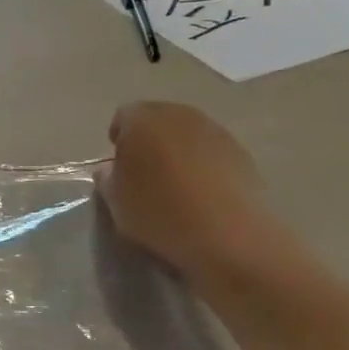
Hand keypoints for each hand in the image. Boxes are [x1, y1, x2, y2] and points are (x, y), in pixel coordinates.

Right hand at [99, 101, 284, 285]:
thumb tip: (110, 170)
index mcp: (143, 120)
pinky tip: (203, 195)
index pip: (123, 117)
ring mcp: (215, 131)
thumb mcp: (116, 203)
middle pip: (157, 120)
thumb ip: (107, 179)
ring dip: (178, 152)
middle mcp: (180, 115)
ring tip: (176, 187)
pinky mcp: (241, 152)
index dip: (118, 140)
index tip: (118, 167)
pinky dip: (204, 166)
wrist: (227, 234)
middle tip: (144, 175)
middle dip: (148, 141)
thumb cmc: (160, 214)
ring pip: (187, 135)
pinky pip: (212, 153)